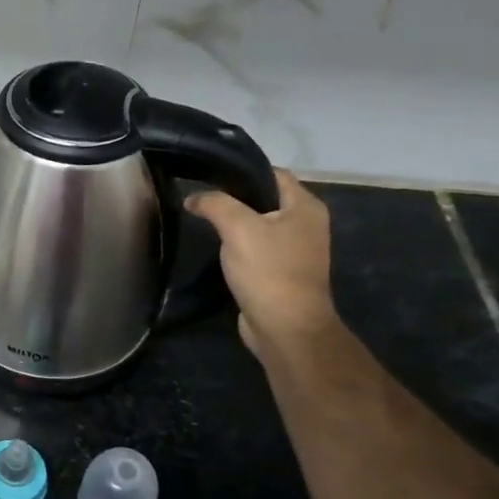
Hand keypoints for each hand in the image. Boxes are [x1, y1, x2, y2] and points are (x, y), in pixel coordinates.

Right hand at [187, 169, 337, 356]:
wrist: (284, 327)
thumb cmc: (268, 270)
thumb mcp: (238, 228)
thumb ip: (214, 204)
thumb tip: (193, 198)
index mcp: (305, 207)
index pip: (273, 173)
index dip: (242, 171)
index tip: (209, 176)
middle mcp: (306, 224)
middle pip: (265, 198)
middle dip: (234, 198)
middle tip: (201, 198)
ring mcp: (295, 249)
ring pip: (259, 224)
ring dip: (234, 223)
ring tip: (204, 220)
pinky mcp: (282, 270)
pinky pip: (257, 247)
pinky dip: (238, 245)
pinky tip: (217, 248)